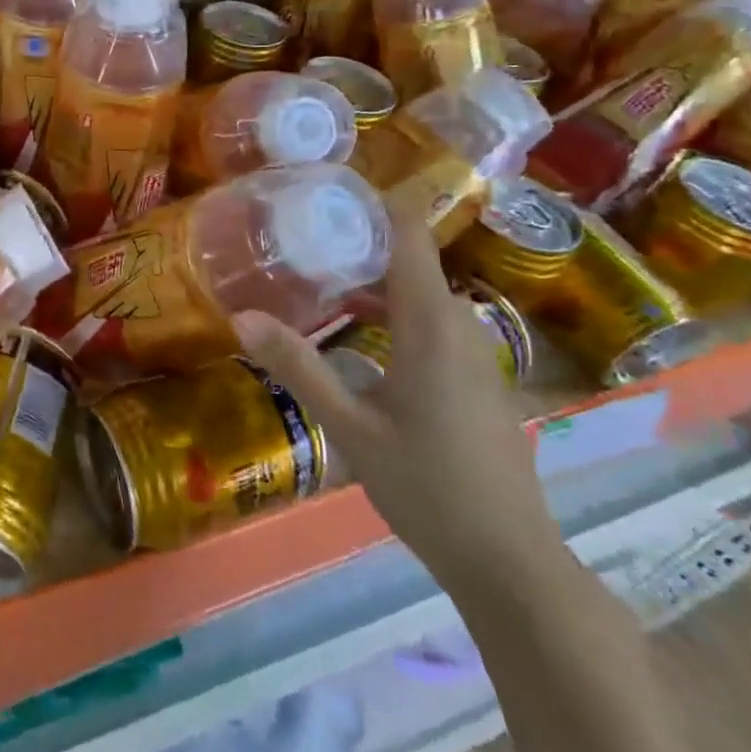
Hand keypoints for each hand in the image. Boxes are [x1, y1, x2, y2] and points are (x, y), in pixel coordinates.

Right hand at [232, 215, 564, 592]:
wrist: (511, 563)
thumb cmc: (428, 487)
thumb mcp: (350, 427)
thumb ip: (298, 366)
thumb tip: (240, 316)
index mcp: (432, 325)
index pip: (410, 236)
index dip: (374, 203)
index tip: (325, 188)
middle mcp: (460, 328)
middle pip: (411, 262)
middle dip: (358, 243)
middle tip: (299, 237)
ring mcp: (476, 356)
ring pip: (421, 296)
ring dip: (373, 282)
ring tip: (317, 279)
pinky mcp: (478, 381)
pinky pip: (433, 325)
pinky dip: (393, 313)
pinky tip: (357, 335)